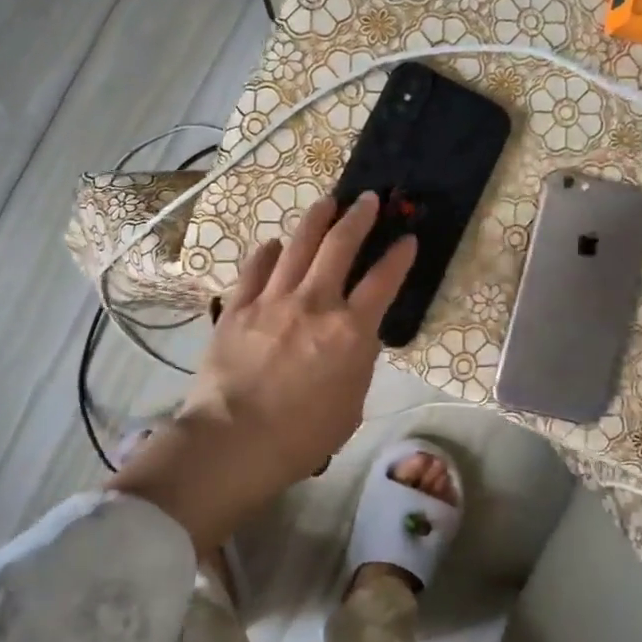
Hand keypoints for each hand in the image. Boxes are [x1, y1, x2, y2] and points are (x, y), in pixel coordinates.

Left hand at [110, 192, 414, 551]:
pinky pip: (255, 270)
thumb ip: (358, 363)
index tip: (407, 239)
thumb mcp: (351, 404)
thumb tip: (357, 338)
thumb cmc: (302, 436)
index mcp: (350, 331)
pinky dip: (267, 253)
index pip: (383, 281)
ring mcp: (272, 301)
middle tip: (368, 199)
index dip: (399, 256)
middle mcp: (314, 304)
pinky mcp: (238, 308)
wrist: (234, 441)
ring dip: (316, 220)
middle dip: (359, 218)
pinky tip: (274, 245)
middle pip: (340, 246)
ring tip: (327, 202)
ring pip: (298, 246)